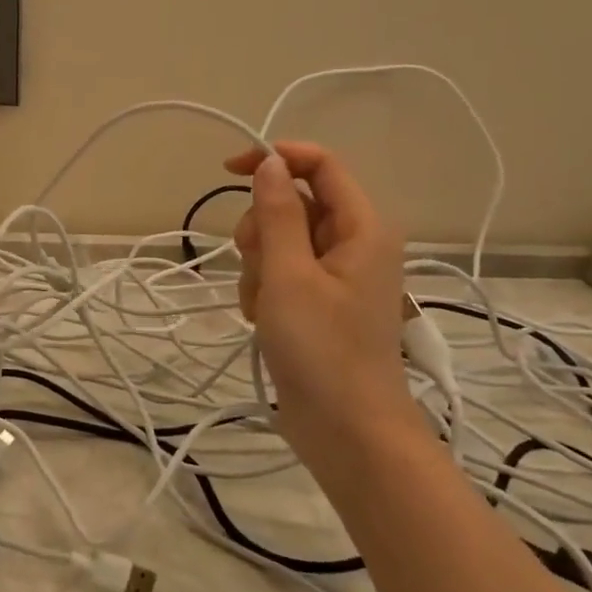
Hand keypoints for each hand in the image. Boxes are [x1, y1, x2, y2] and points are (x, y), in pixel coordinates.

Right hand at [223, 143, 413, 462]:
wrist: (348, 432)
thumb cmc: (322, 350)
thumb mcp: (290, 275)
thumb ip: (278, 213)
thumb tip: (269, 162)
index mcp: (362, 228)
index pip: (320, 165)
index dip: (275, 158)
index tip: (229, 171)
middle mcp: (354, 244)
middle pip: (294, 204)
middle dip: (263, 230)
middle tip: (260, 267)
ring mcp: (335, 276)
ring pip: (280, 241)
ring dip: (259, 268)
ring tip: (265, 307)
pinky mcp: (318, 303)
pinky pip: (280, 274)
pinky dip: (264, 291)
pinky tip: (265, 321)